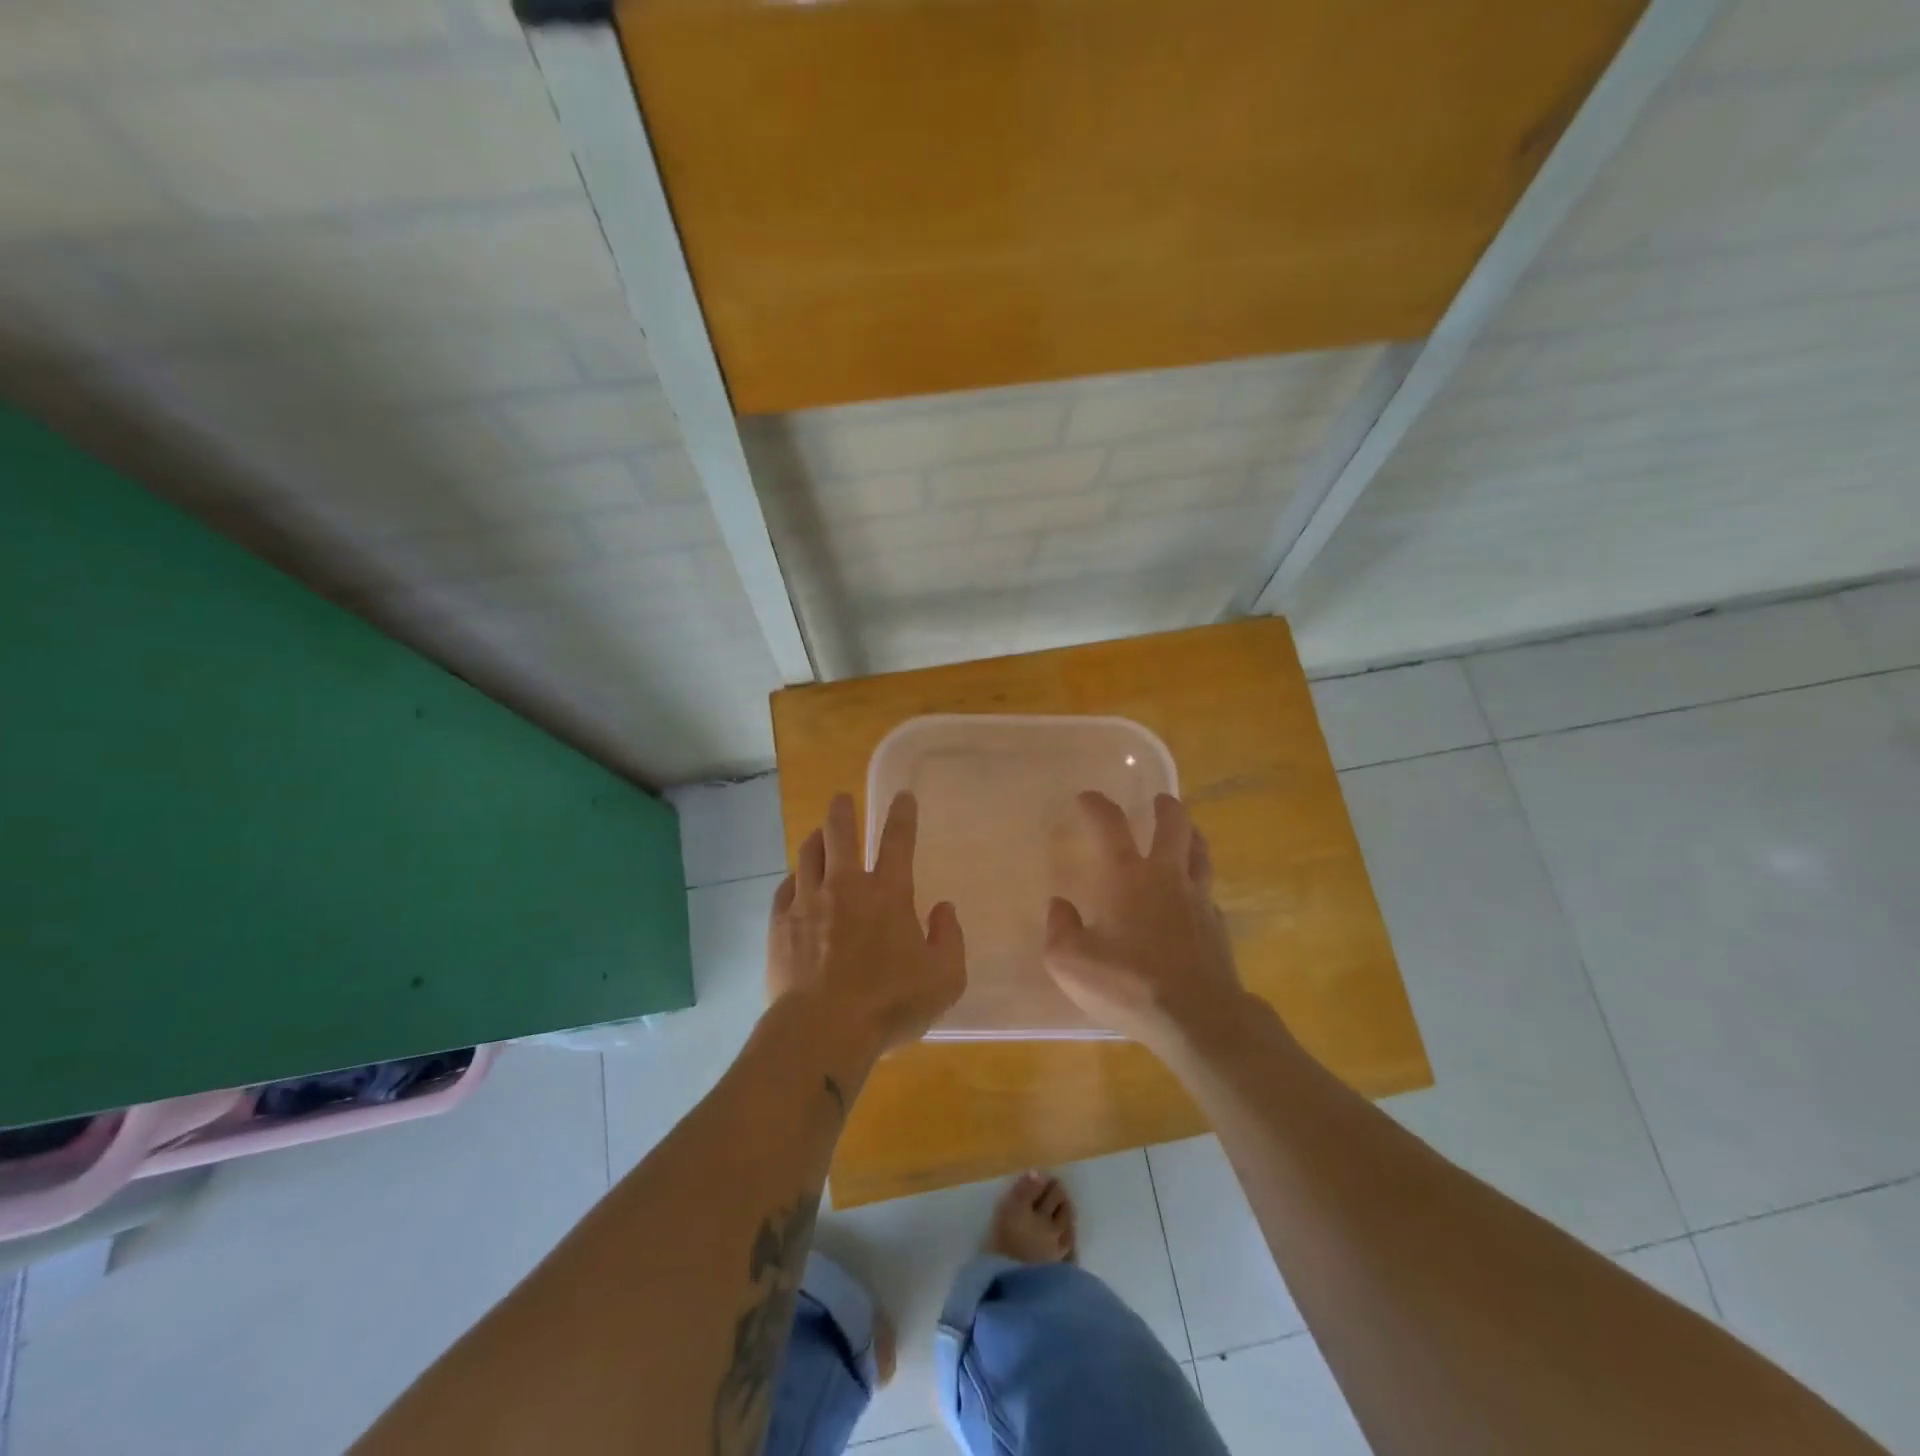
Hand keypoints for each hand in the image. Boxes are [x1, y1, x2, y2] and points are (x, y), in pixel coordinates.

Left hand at [768, 791, 966, 1063]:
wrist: (823, 1030)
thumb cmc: (890, 1004)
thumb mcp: (945, 978)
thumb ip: (950, 939)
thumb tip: (943, 909)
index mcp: (888, 894)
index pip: (898, 842)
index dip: (902, 815)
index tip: (902, 796)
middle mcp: (846, 887)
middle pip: (840, 834)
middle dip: (842, 811)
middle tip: (841, 798)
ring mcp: (808, 903)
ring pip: (808, 854)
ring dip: (815, 838)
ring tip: (817, 833)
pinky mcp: (779, 925)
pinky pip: (784, 888)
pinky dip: (794, 878)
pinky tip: (795, 881)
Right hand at [1044, 792, 1246, 1051]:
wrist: (1198, 1019)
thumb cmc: (1129, 984)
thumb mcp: (1070, 963)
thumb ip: (1059, 929)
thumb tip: (1060, 906)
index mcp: (1128, 877)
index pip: (1111, 825)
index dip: (1097, 806)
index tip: (1087, 798)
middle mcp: (1167, 877)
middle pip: (1174, 825)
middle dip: (1165, 807)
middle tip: (1159, 800)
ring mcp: (1199, 901)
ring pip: (1200, 853)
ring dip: (1191, 835)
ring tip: (1186, 832)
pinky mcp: (1219, 928)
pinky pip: (1209, 894)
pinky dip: (1199, 885)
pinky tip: (1193, 898)